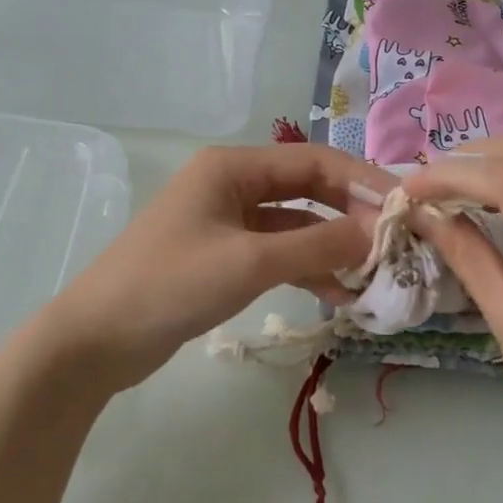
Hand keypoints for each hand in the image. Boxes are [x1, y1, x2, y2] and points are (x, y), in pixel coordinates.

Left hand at [42, 144, 394, 392]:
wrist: (97, 339)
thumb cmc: (170, 285)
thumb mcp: (250, 262)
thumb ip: (317, 246)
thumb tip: (377, 232)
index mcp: (232, 167)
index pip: (314, 163)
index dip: (362, 182)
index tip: (405, 208)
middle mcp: (231, 185)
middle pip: (307, 190)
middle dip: (350, 215)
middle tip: (394, 243)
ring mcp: (225, 223)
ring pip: (294, 226)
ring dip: (331, 247)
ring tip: (372, 275)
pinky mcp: (222, 258)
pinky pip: (276, 254)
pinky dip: (305, 269)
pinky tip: (335, 295)